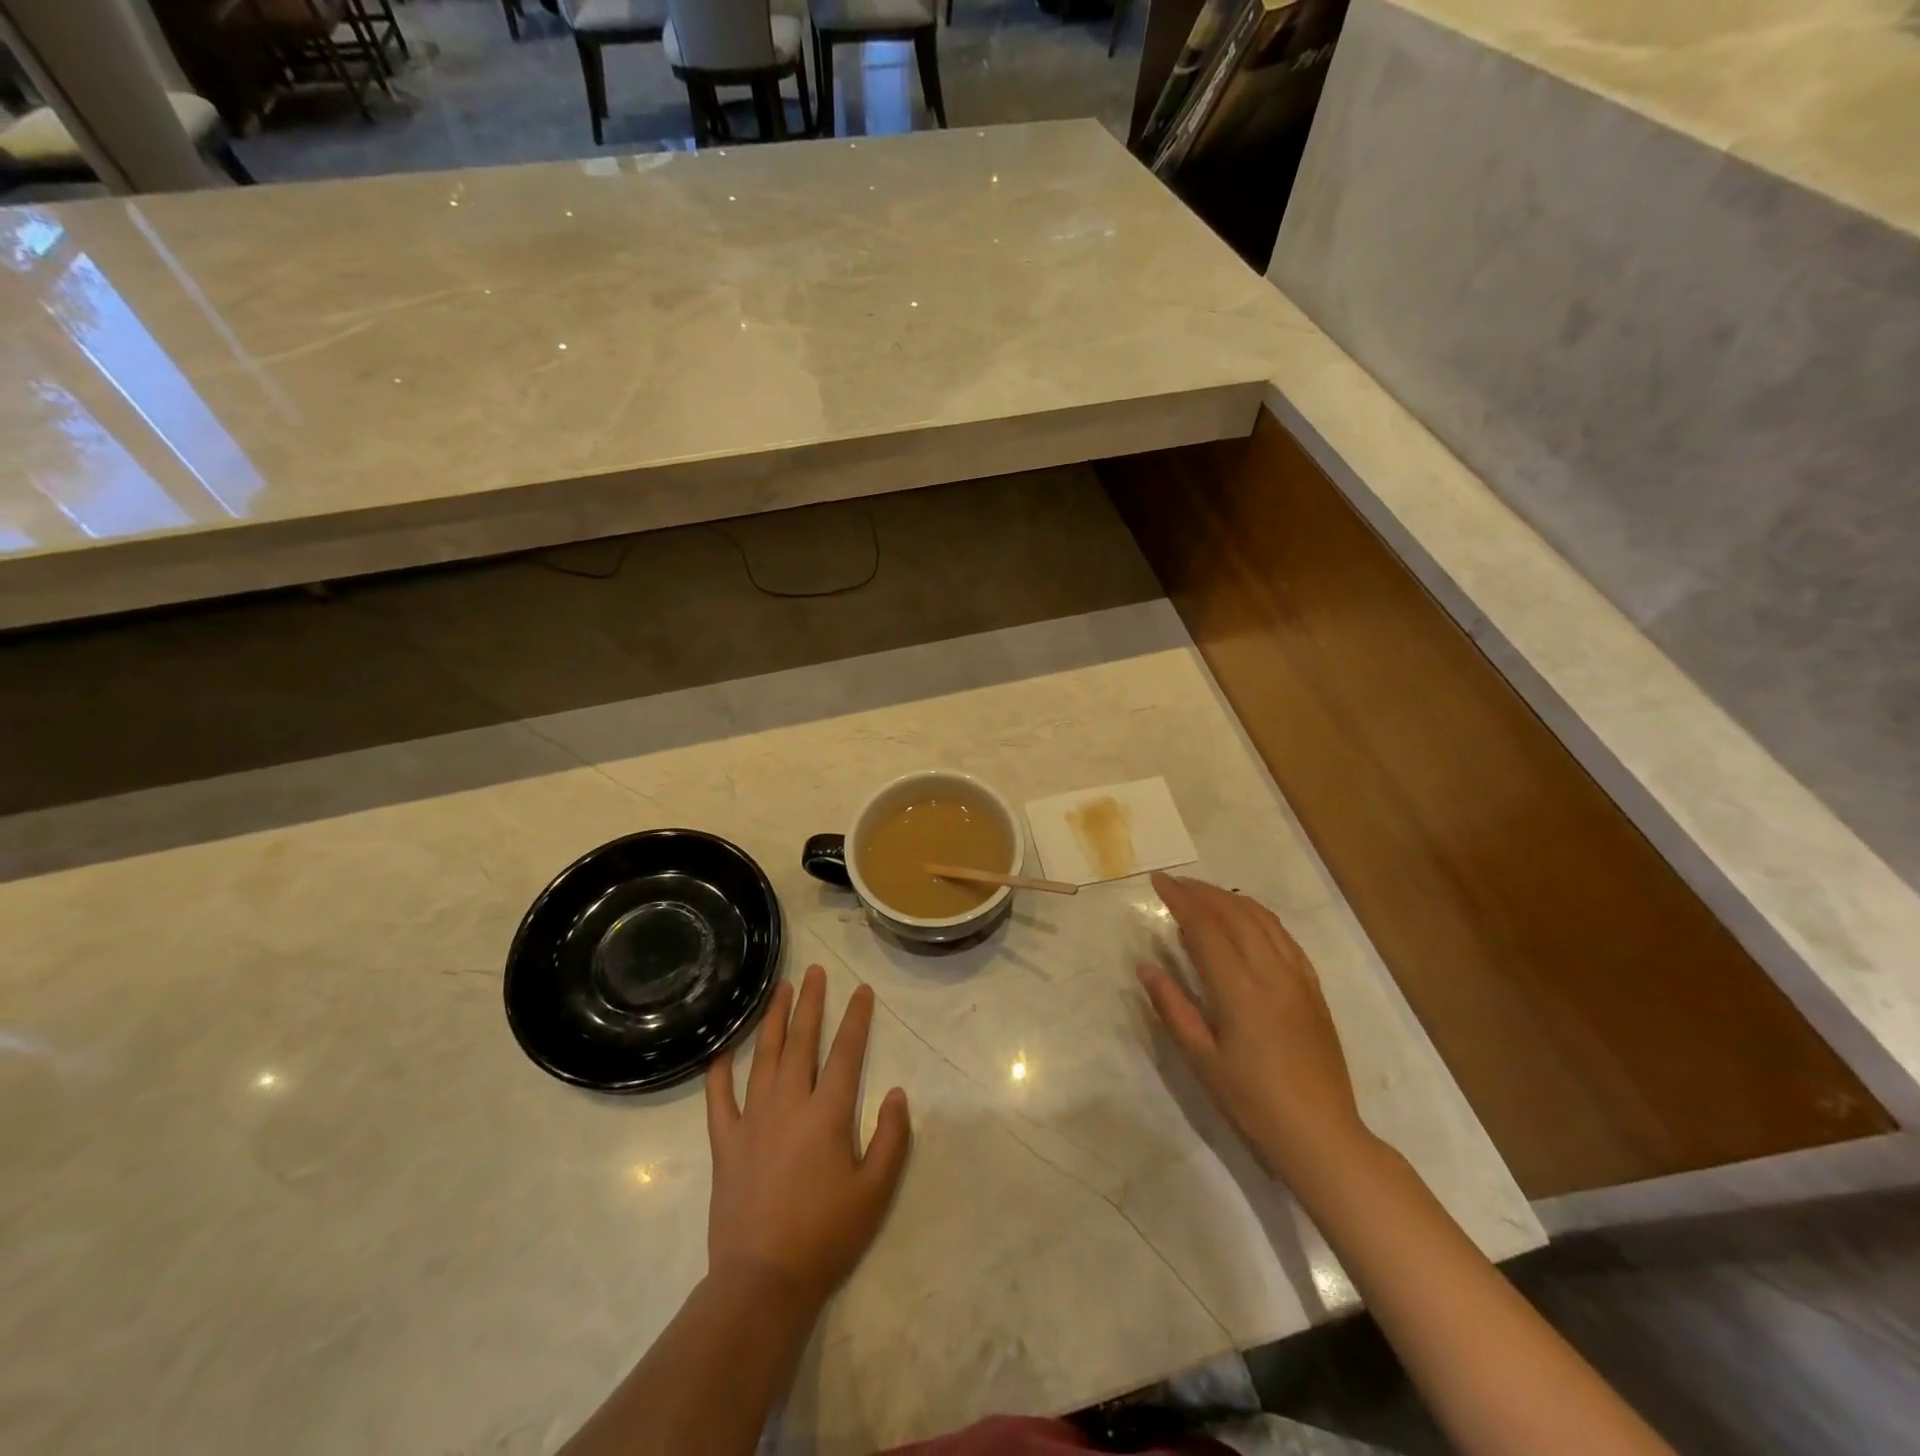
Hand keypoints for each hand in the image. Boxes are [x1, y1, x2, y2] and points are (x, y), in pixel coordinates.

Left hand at [704, 965, 911, 1309]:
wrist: (761, 1282)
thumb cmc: (825, 1236)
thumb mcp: (875, 1191)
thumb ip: (891, 1138)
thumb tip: (898, 1093)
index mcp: (827, 1114)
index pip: (846, 1052)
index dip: (856, 1018)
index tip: (861, 990)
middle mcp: (789, 1104)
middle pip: (801, 1041)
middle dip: (810, 1003)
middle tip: (814, 971)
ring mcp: (752, 1120)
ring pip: (763, 1057)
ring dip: (772, 1020)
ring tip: (778, 989)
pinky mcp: (725, 1143)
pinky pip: (719, 1099)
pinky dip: (720, 1072)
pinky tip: (722, 1050)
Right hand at [1139, 873, 1369, 1185]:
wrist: (1321, 1134)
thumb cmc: (1253, 1102)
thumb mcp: (1202, 1060)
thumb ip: (1173, 1008)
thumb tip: (1146, 968)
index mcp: (1240, 990)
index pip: (1205, 928)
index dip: (1180, 900)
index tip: (1158, 881)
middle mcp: (1272, 973)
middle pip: (1235, 914)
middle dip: (1202, 892)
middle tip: (1174, 883)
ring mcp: (1298, 978)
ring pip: (1263, 920)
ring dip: (1230, 898)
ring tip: (1204, 893)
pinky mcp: (1313, 989)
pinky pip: (1285, 937)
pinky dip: (1259, 916)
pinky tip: (1246, 918)